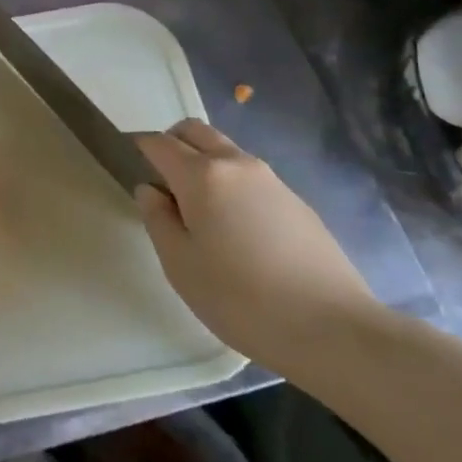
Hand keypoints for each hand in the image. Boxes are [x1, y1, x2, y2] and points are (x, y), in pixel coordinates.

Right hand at [136, 119, 378, 373]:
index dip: (138, 148)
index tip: (127, 165)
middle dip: (171, 144)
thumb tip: (151, 190)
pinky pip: (250, 177)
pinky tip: (238, 232)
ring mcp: (271, 179)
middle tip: (162, 184)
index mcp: (202, 175)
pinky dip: (231, 184)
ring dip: (203, 163)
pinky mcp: (296, 201)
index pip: (159, 142)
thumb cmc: (242, 300)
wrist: (333, 329)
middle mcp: (237, 164)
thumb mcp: (180, 265)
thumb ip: (157, 219)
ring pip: (225, 151)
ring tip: (200, 213)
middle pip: (194, 132)